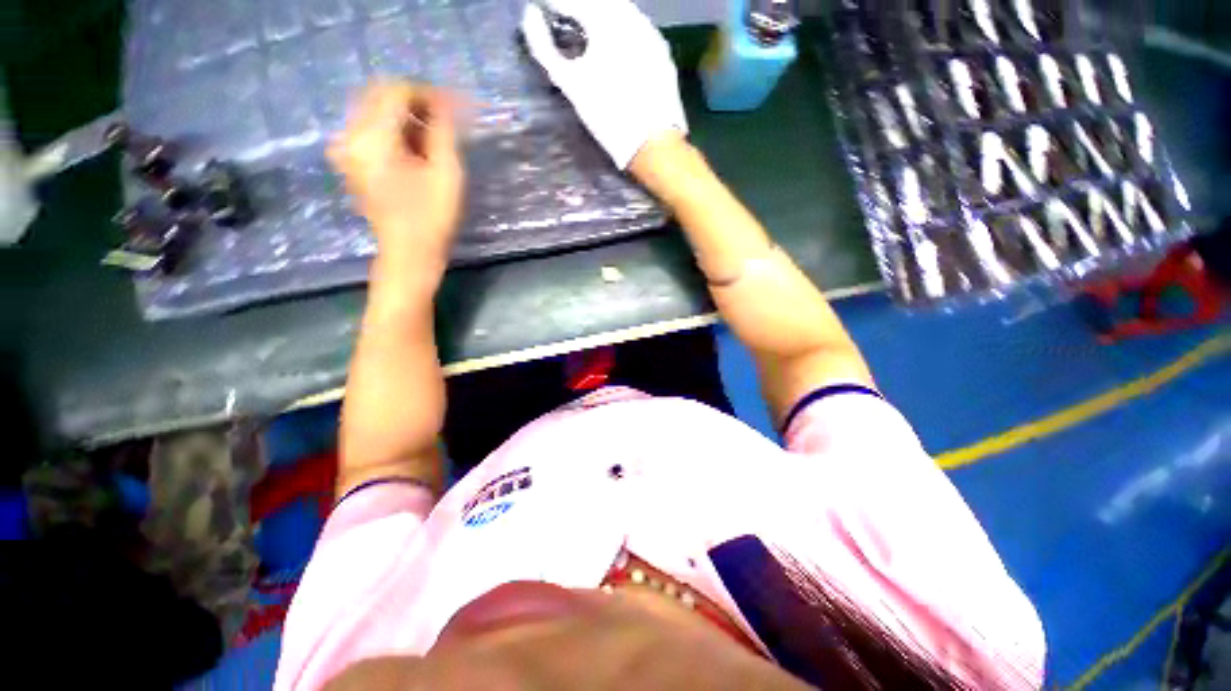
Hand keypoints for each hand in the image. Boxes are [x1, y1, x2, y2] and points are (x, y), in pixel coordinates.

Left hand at [329, 81, 464, 274]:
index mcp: (371, 137)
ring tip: (434, 138)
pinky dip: (393, 130)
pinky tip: (415, 148)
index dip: (427, 95)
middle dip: (414, 102)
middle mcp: (349, 135)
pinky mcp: (350, 160)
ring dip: (405, 116)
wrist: (409, 254)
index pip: (396, 91)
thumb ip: (443, 130)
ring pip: (375, 110)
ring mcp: (345, 148)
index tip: (453, 108)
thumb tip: (445, 101)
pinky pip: (369, 128)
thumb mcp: (446, 172)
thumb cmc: (432, 218)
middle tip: (445, 121)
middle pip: (380, 95)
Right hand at [521, 0, 687, 169]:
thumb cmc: (608, 116)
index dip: (556, 5)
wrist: (652, 143)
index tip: (544, 11)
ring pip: (623, 12)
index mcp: (606, 20)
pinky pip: (639, 29)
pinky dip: (623, 32)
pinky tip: (617, 49)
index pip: (573, 1)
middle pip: (600, 2)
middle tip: (567, 21)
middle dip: (581, 9)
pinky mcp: (663, 52)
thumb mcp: (571, 85)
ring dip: (603, 16)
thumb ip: (545, 48)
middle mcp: (631, 18)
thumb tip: (529, 17)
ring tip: (590, 33)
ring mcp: (651, 33)